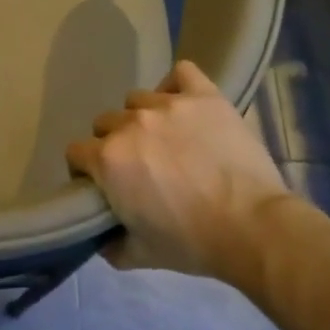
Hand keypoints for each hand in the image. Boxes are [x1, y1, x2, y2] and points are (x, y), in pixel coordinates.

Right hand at [67, 60, 293, 278]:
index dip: (85, 169)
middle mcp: (130, 124)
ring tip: (167, 138)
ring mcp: (168, 105)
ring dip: (143, 117)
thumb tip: (100, 238)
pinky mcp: (204, 96)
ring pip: (137, 100)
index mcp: (108, 159)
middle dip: (114, 142)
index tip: (103, 184)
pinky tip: (185, 105)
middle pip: (105, 123)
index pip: (76, 152)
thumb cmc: (192, 242)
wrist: (253, 228)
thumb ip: (110, 245)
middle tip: (139, 165)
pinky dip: (177, 86)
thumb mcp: (140, 255)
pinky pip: (181, 74)